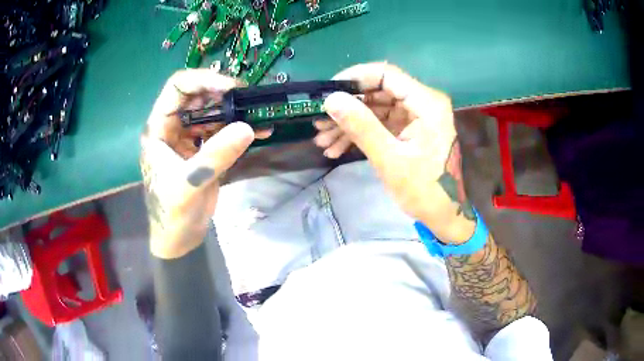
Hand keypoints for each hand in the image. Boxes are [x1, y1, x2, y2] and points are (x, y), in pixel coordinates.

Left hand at [141, 69, 270, 258]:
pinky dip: (241, 130)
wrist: (178, 239)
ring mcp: (190, 138)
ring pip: (213, 112)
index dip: (203, 80)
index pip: (178, 88)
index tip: (231, 87)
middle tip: (250, 100)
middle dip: (224, 94)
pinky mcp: (204, 151)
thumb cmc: (172, 213)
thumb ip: (215, 156)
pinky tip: (261, 132)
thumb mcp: (189, 184)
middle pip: (199, 96)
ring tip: (260, 114)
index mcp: (159, 128)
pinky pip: (223, 132)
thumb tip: (247, 127)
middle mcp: (174, 127)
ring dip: (236, 111)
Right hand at [322, 63, 474, 242]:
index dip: (353, 78)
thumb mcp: (390, 159)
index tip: (326, 93)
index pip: (386, 74)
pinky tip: (337, 148)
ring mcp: (415, 116)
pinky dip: (360, 134)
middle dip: (347, 107)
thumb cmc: (424, 191)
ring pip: (375, 108)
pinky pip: (380, 123)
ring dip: (349, 123)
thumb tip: (331, 99)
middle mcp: (422, 102)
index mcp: (426, 103)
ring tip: (323, 141)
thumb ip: (361, 127)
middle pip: (378, 91)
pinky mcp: (409, 129)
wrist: (445, 215)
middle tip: (319, 123)